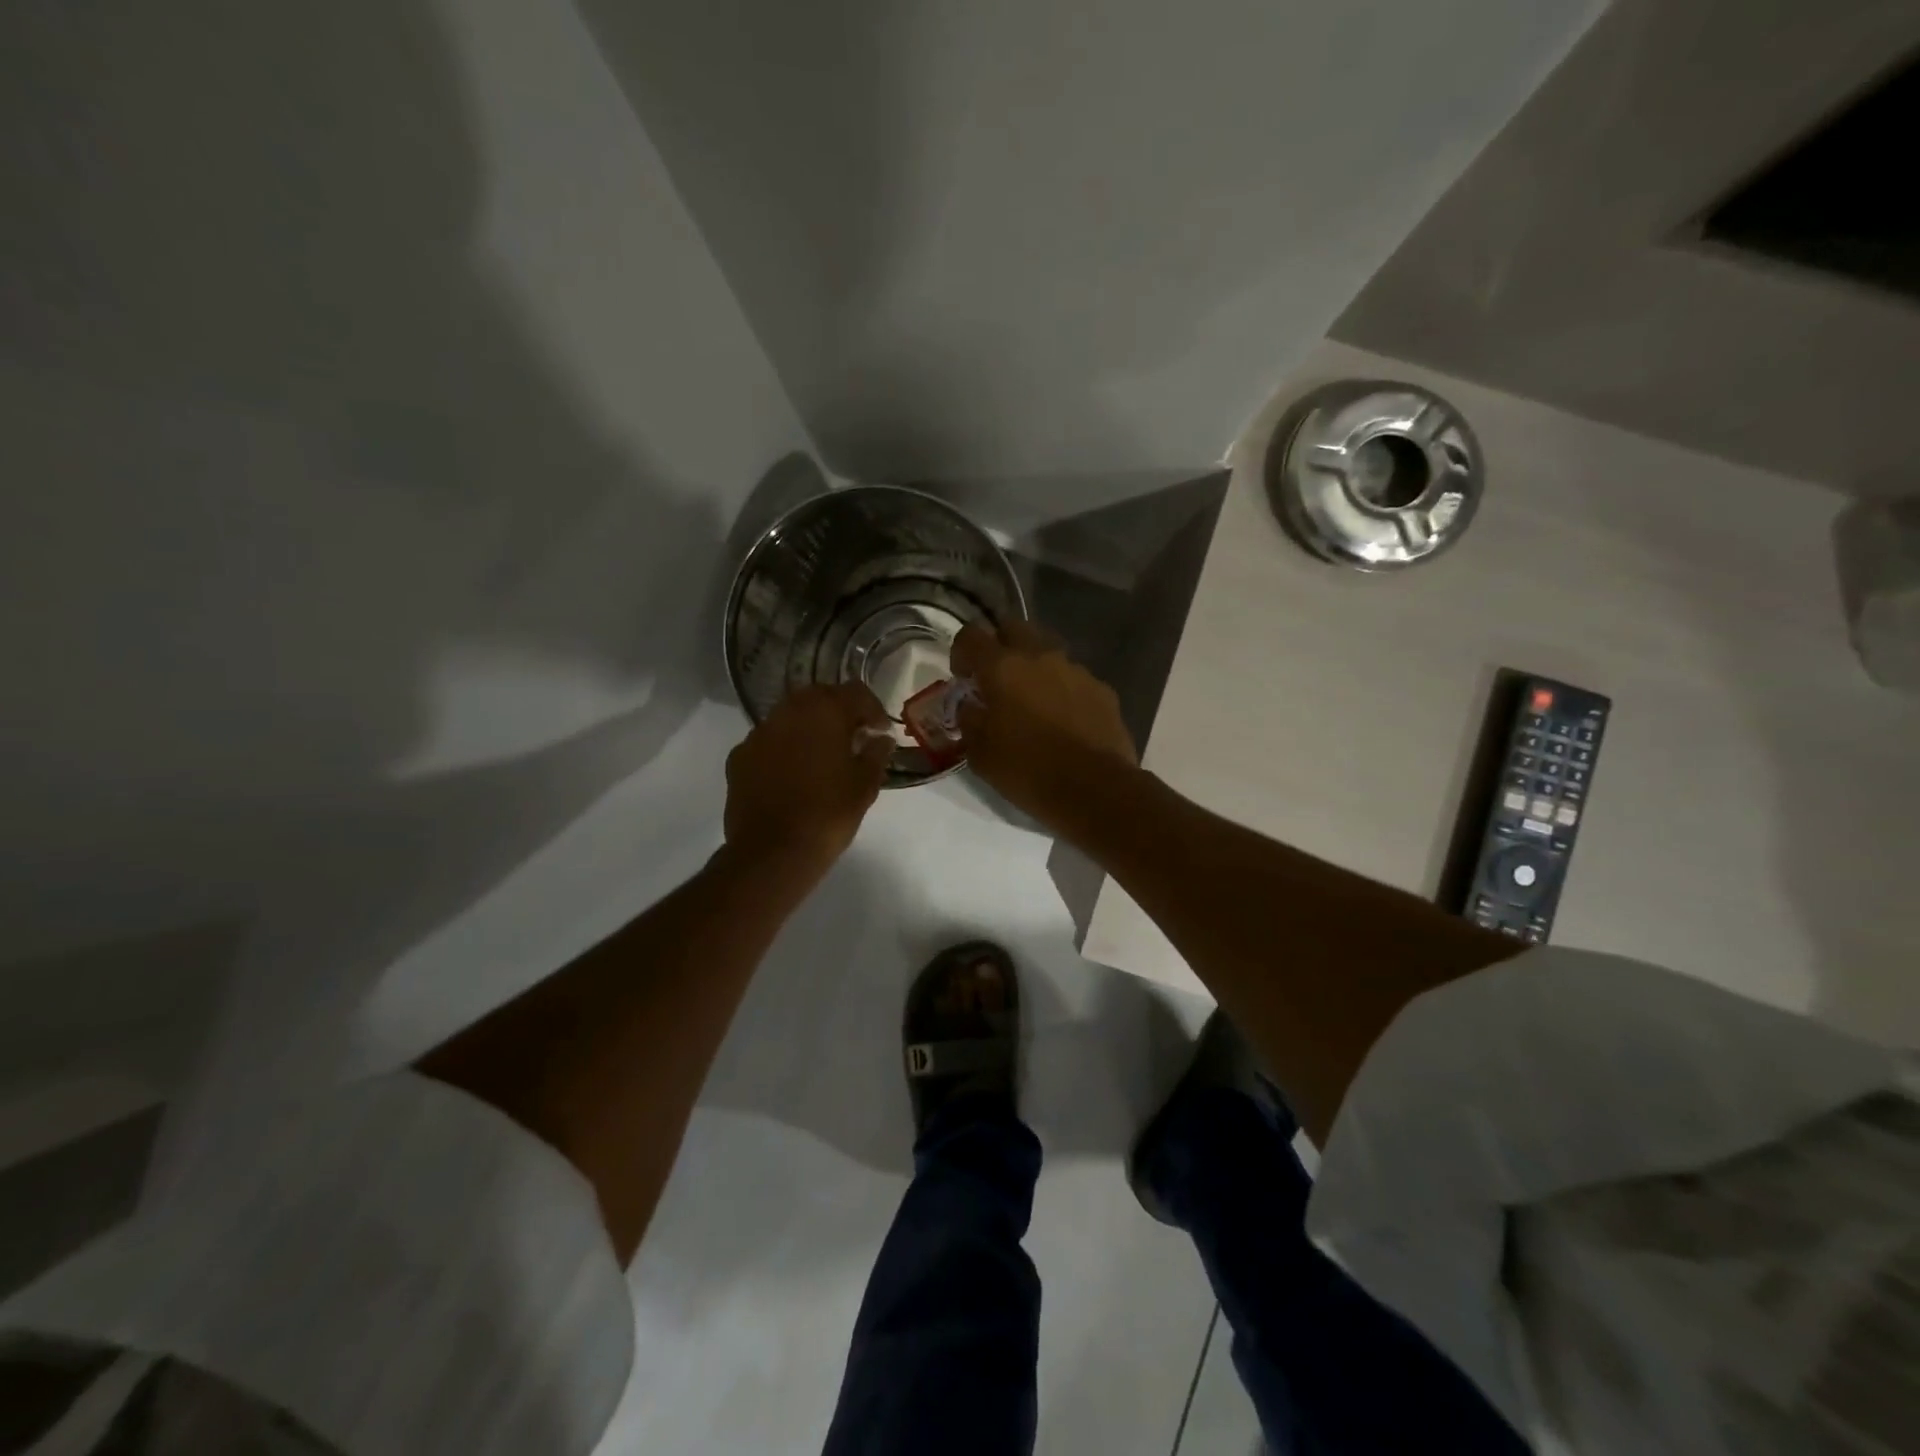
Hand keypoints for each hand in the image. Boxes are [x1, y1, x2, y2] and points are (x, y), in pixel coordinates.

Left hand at [725, 683, 891, 880]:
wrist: (772, 851)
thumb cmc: (828, 814)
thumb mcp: (865, 785)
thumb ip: (876, 754)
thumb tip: (880, 739)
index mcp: (824, 711)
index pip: (856, 692)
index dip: (873, 709)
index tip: (880, 731)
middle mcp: (788, 711)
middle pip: (819, 697)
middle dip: (838, 713)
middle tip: (853, 738)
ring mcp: (759, 732)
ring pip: (790, 717)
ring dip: (809, 728)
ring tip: (822, 756)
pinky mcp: (740, 756)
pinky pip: (768, 741)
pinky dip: (784, 749)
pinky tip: (792, 774)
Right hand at [951, 619, 1137, 827]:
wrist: (1095, 790)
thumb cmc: (1027, 770)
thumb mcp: (980, 752)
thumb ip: (969, 719)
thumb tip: (969, 705)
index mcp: (1002, 667)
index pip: (970, 636)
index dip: (960, 653)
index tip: (962, 678)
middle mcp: (1040, 656)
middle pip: (1013, 628)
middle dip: (1000, 647)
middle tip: (996, 680)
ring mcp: (1076, 670)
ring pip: (1047, 652)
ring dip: (1034, 669)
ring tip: (1032, 704)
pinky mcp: (1102, 689)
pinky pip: (1074, 679)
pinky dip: (1062, 690)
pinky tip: (1063, 721)